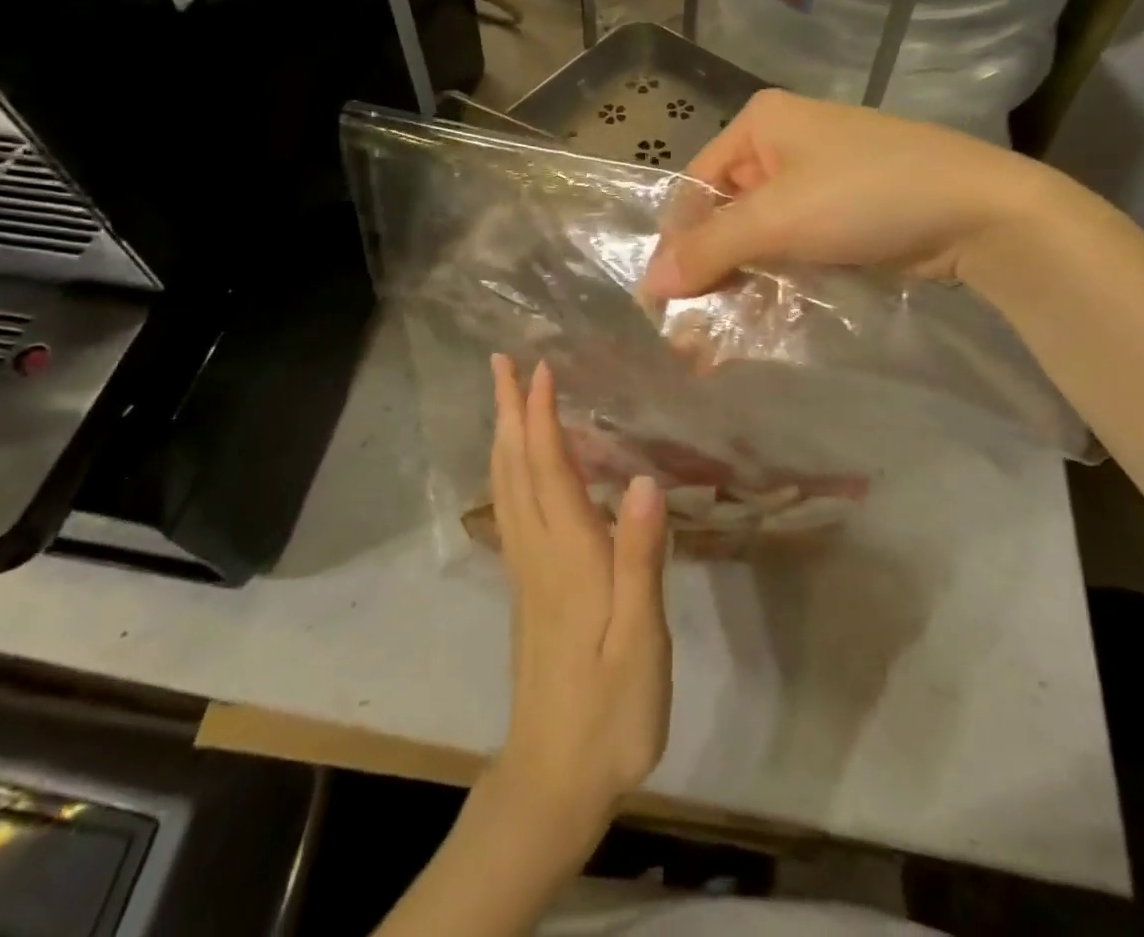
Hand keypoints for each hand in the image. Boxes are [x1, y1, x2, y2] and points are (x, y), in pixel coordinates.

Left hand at [488, 356, 670, 839]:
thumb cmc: (610, 711)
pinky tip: (519, 469)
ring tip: (504, 401)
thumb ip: (640, 559)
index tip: (539, 367)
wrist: (555, 779)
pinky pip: (511, 510)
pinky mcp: (527, 589)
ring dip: (504, 436)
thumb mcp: (640, 640)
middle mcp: (539, 552)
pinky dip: (510, 472)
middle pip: (516, 468)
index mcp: (569, 555)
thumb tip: (644, 480)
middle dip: (508, 411)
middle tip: (500, 363)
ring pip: (506, 487)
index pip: (550, 469)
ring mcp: (527, 571)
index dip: (543, 416)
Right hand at [642, 89, 1063, 298]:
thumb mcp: (779, 218)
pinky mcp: (842, 213)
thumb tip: (648, 284)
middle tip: (690, 330)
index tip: (664, 300)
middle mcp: (782, 144)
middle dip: (708, 271)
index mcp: (760, 123)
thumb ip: (710, 249)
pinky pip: (792, 246)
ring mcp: (816, 180)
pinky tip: (759, 320)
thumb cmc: (866, 195)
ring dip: (739, 283)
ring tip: (716, 339)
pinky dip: (775, 280)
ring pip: (758, 235)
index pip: (696, 186)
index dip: (678, 242)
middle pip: (726, 213)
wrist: (979, 210)